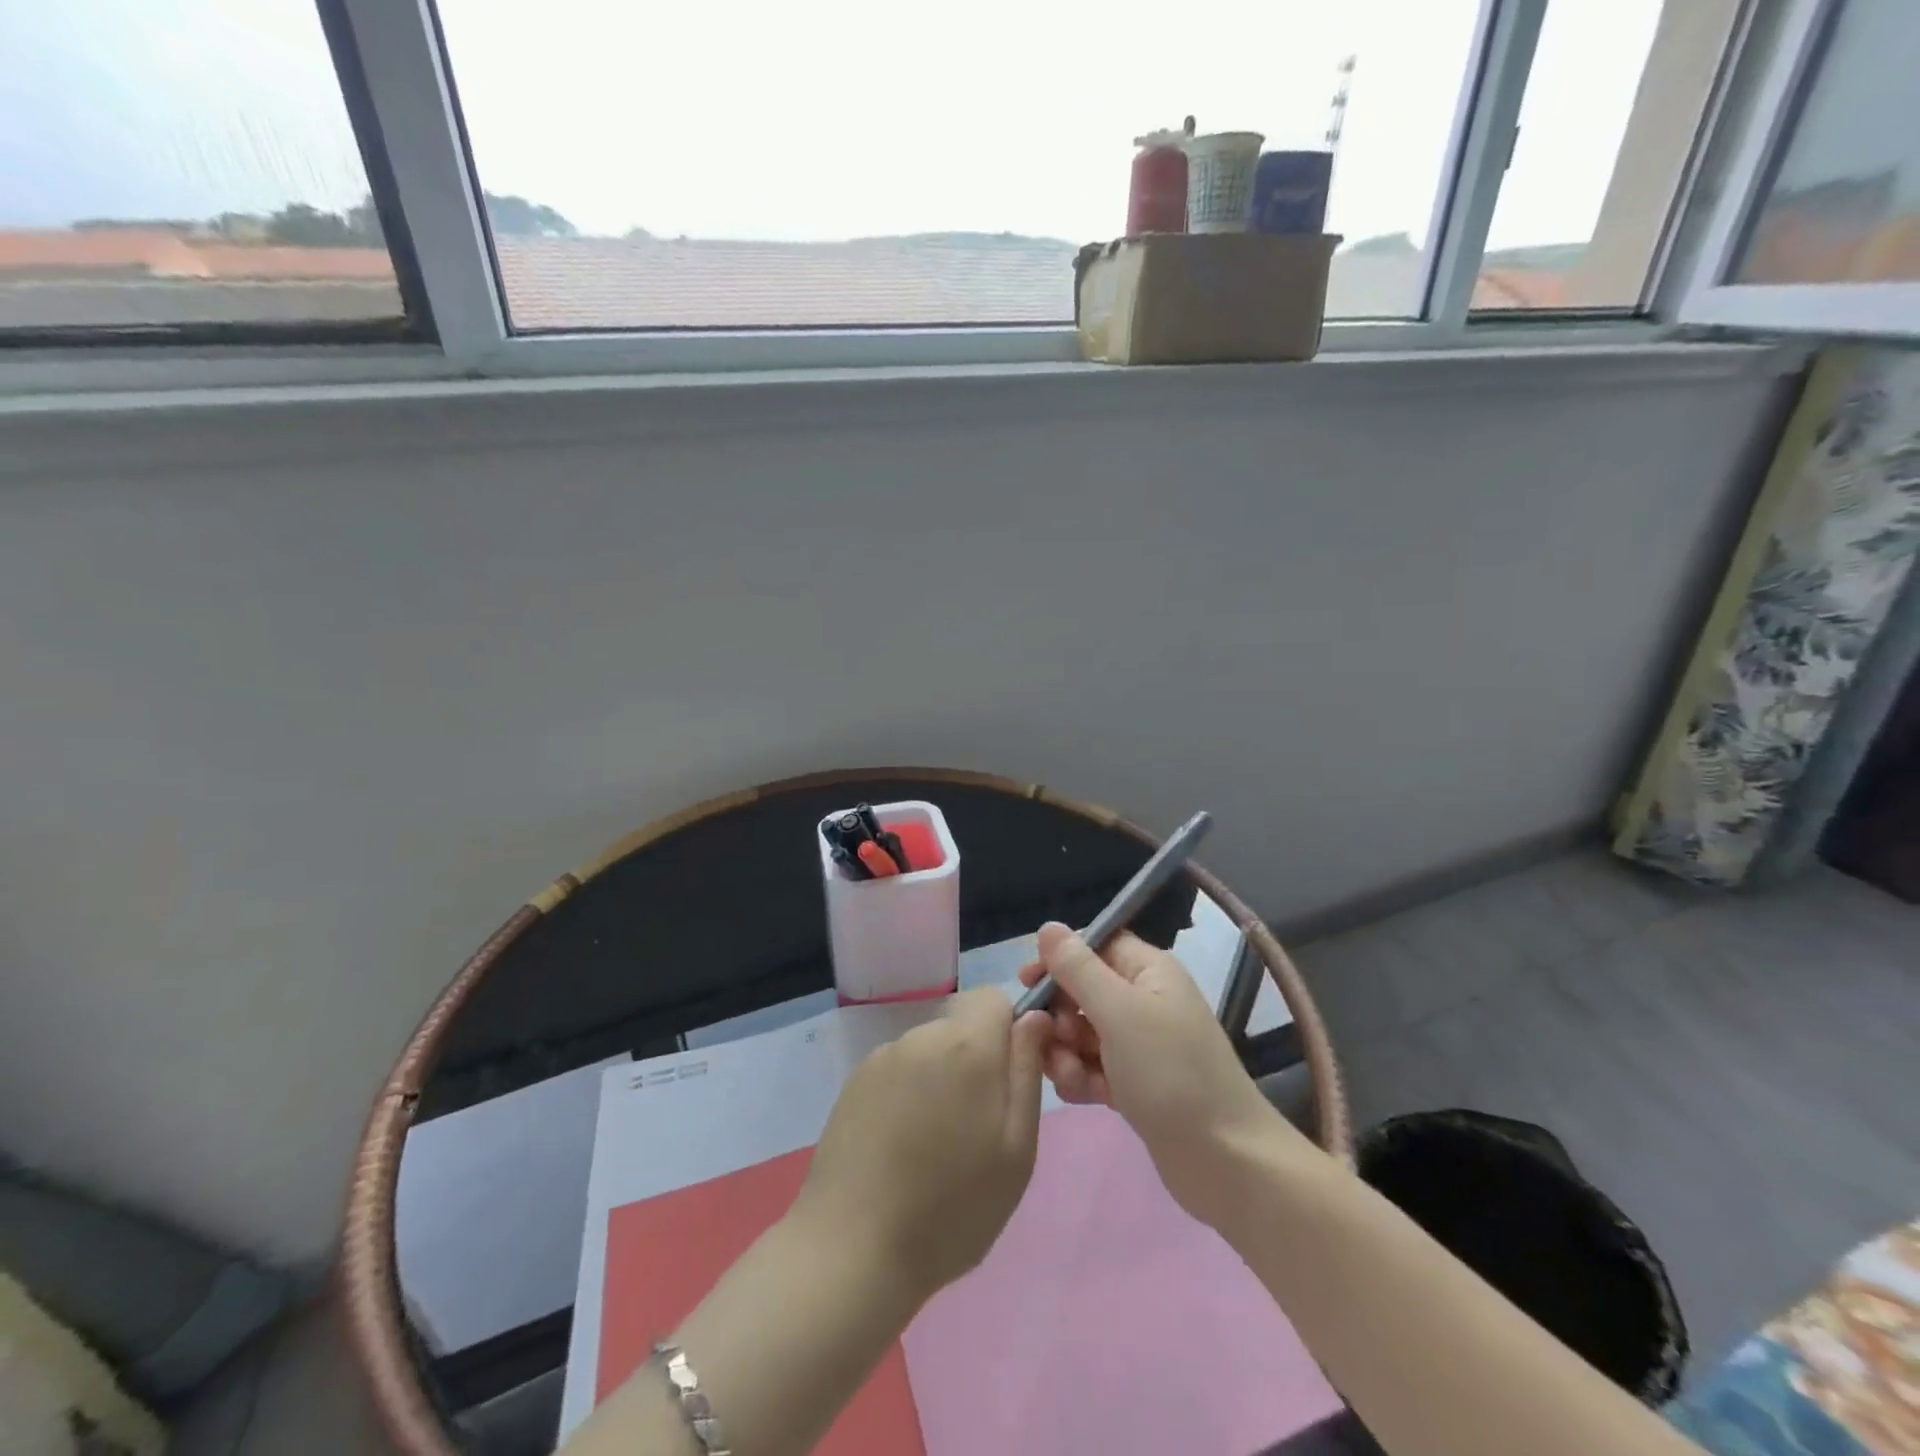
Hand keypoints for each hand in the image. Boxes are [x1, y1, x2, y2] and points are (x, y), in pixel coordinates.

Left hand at [792, 988, 1050, 1303]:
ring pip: (930, 1050)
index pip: (995, 997)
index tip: (1009, 1080)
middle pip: (961, 1025)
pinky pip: (898, 1071)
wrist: (852, 1250)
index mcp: (966, 1045)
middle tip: (977, 1126)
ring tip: (936, 1145)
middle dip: (976, 1059)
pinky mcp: (854, 1082)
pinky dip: (908, 1094)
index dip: (1009, 1029)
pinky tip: (901, 1147)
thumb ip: (1027, 1071)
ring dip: (941, 1078)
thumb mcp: (1016, 1149)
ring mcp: (882, 1057)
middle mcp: (921, 1036)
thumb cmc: (952, 1208)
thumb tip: (1033, 1018)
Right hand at [1017, 924, 1308, 1226]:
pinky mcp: (1134, 1082)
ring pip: (1081, 1031)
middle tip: (1054, 1038)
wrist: (1224, 1161)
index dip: (1059, 959)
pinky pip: (1091, 1066)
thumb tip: (1047, 927)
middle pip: (1082, 990)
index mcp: (1149, 971)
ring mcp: (1140, 1044)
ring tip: (1073, 1077)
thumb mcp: (1118, 1012)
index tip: (1027, 982)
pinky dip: (1082, 1077)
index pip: (1094, 945)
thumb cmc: (1170, 1073)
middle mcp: (1144, 1000)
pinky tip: (1086, 1096)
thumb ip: (1078, 968)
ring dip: (1066, 1052)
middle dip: (1060, 1014)